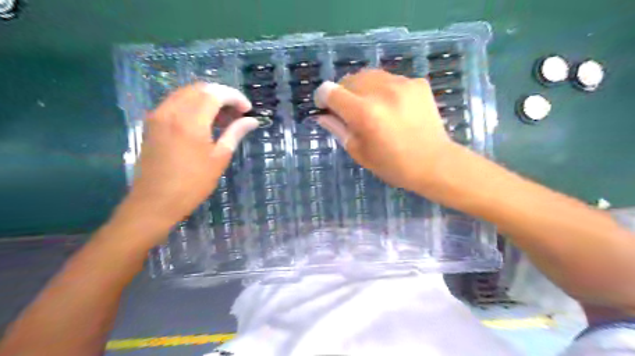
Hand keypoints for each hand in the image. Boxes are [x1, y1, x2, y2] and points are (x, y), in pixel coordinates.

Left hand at [112, 82, 257, 240]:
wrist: (155, 201)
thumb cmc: (193, 183)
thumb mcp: (219, 158)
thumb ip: (235, 133)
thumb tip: (252, 121)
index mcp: (190, 121)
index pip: (215, 94)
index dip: (234, 97)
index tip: (247, 109)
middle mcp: (171, 111)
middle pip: (200, 89)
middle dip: (222, 95)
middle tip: (237, 112)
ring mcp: (158, 115)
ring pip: (186, 93)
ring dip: (207, 99)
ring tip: (224, 117)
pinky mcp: (152, 123)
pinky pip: (175, 103)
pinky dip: (193, 105)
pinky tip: (204, 121)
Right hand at [314, 69, 453, 191]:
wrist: (434, 163)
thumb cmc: (393, 165)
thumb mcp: (359, 152)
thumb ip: (337, 129)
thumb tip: (322, 115)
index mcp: (363, 112)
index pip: (330, 90)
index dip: (322, 98)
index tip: (326, 108)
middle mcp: (381, 90)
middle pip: (348, 79)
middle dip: (343, 94)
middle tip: (350, 112)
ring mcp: (402, 83)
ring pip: (369, 75)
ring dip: (363, 89)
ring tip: (372, 108)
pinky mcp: (417, 82)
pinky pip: (390, 79)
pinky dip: (384, 90)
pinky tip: (393, 107)